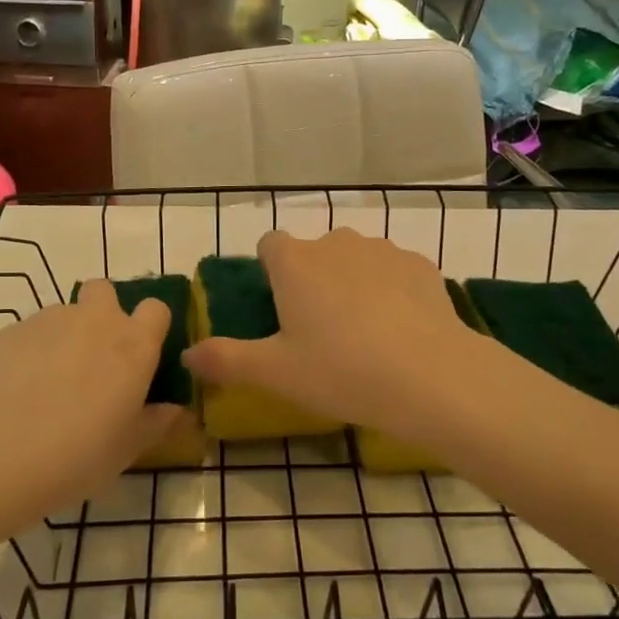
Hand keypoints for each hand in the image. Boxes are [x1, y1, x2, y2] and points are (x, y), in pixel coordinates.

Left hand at [0, 281, 178, 529]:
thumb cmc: (78, 454)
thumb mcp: (127, 449)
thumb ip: (155, 423)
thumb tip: (175, 410)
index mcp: (134, 345)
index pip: (156, 309)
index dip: (150, 328)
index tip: (142, 356)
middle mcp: (96, 320)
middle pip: (105, 291)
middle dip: (103, 313)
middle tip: (95, 358)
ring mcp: (51, 320)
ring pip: (66, 314)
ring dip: (66, 336)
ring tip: (51, 383)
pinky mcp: (12, 330)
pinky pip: (32, 332)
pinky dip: (32, 351)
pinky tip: (19, 390)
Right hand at [184, 228, 486, 447]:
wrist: (431, 375)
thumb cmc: (341, 371)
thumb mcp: (275, 373)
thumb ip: (225, 360)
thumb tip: (187, 354)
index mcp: (294, 262)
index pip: (269, 245)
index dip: (271, 272)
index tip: (280, 308)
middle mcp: (335, 242)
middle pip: (313, 253)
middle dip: (313, 280)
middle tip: (320, 331)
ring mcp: (381, 249)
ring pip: (355, 259)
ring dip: (352, 283)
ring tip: (365, 333)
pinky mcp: (419, 263)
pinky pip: (393, 271)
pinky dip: (391, 290)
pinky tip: (401, 329)